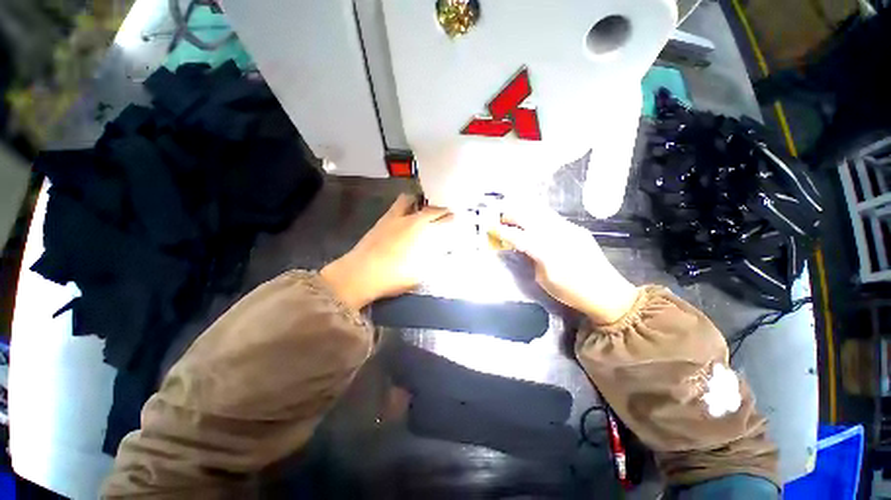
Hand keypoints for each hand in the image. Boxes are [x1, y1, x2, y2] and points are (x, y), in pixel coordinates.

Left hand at [321, 194, 452, 309]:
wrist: (360, 273)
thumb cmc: (393, 276)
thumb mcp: (420, 273)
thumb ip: (433, 260)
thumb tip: (443, 251)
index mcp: (422, 232)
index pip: (442, 220)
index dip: (452, 219)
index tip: (457, 218)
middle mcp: (410, 220)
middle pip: (430, 209)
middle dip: (441, 210)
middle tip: (446, 213)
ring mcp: (394, 218)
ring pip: (410, 200)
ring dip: (420, 203)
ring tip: (424, 209)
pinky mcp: (382, 220)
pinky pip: (397, 206)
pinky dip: (406, 206)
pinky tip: (406, 215)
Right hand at [489, 206, 638, 324]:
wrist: (607, 293)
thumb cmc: (571, 293)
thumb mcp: (543, 280)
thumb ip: (531, 259)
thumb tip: (521, 246)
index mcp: (547, 251)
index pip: (518, 235)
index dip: (502, 231)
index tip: (490, 228)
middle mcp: (558, 234)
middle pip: (529, 216)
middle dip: (511, 215)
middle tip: (500, 220)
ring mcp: (570, 229)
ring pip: (541, 212)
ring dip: (524, 212)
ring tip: (513, 217)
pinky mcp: (577, 229)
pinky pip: (552, 217)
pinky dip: (537, 217)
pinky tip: (533, 222)